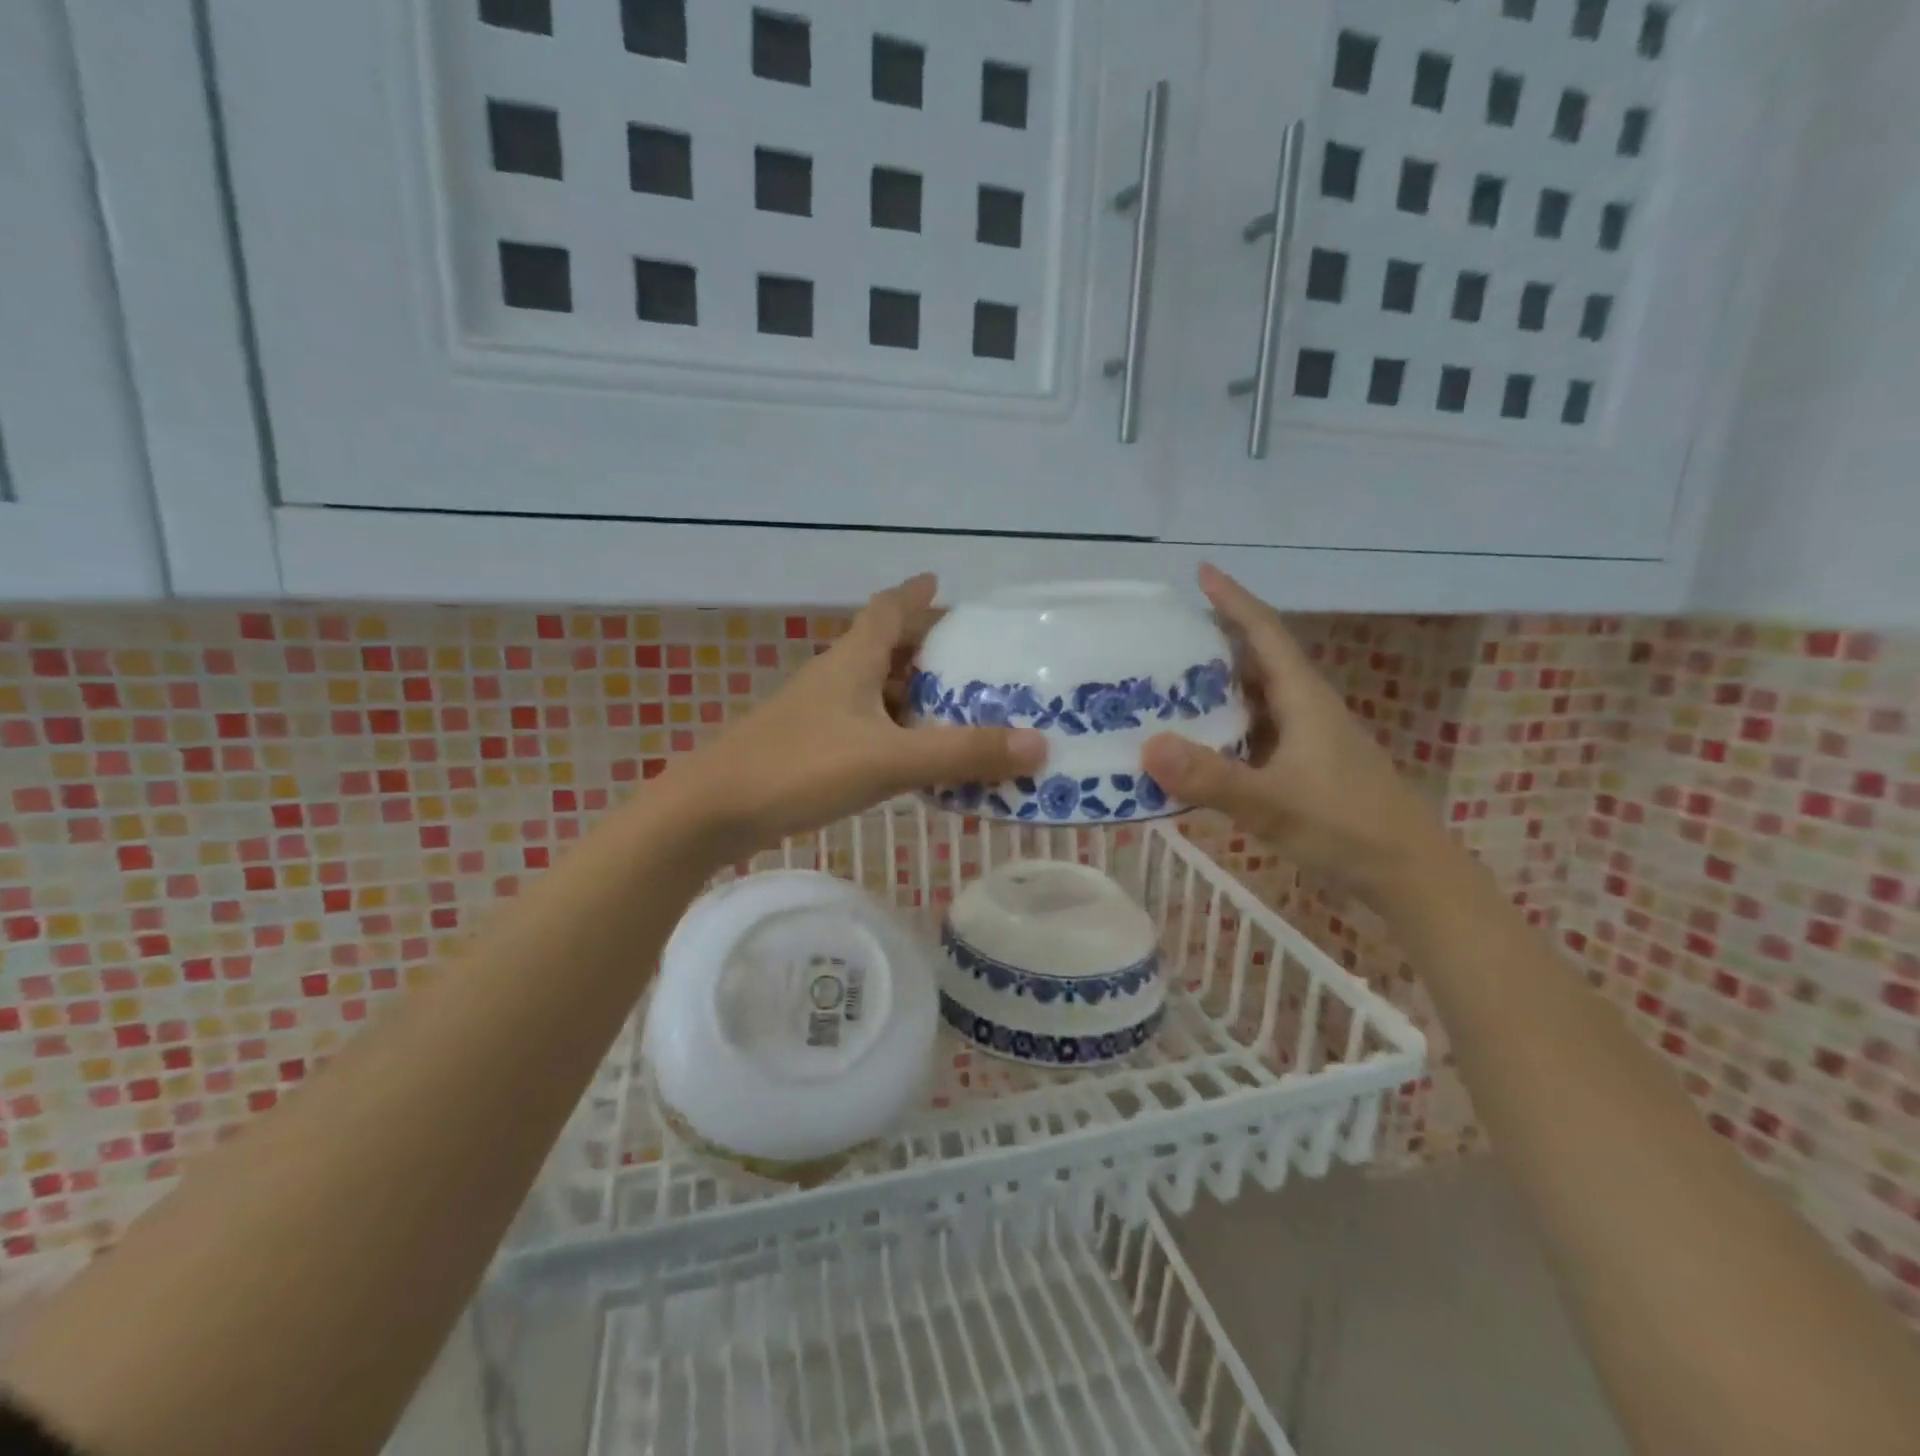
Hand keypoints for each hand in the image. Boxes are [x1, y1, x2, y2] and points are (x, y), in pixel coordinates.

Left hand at [664, 574, 1046, 861]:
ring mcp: (816, 714)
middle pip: (884, 649)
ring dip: (911, 694)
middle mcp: (833, 678)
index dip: (914, 594)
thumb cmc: (801, 768)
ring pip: (873, 691)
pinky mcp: (807, 748)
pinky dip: (894, 731)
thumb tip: (1040, 745)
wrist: (712, 811)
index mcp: (851, 661)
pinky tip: (912, 756)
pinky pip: (864, 726)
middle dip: (925, 649)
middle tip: (971, 660)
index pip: (887, 610)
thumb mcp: (890, 759)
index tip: (940, 583)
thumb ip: (962, 753)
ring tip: (955, 708)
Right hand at [1140, 564, 1446, 898]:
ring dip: (1213, 686)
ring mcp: (1303, 739)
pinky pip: (1251, 732)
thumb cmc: (1347, 827)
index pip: (1264, 632)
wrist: (1408, 875)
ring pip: (1252, 698)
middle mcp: (1303, 709)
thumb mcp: (1274, 803)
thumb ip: (1212, 778)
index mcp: (1302, 698)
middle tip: (1161, 636)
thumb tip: (1148, 745)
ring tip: (1163, 683)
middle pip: (1254, 659)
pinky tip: (1193, 742)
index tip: (1200, 571)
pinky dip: (1220, 727)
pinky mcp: (1300, 767)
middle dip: (1212, 641)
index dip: (1233, 599)